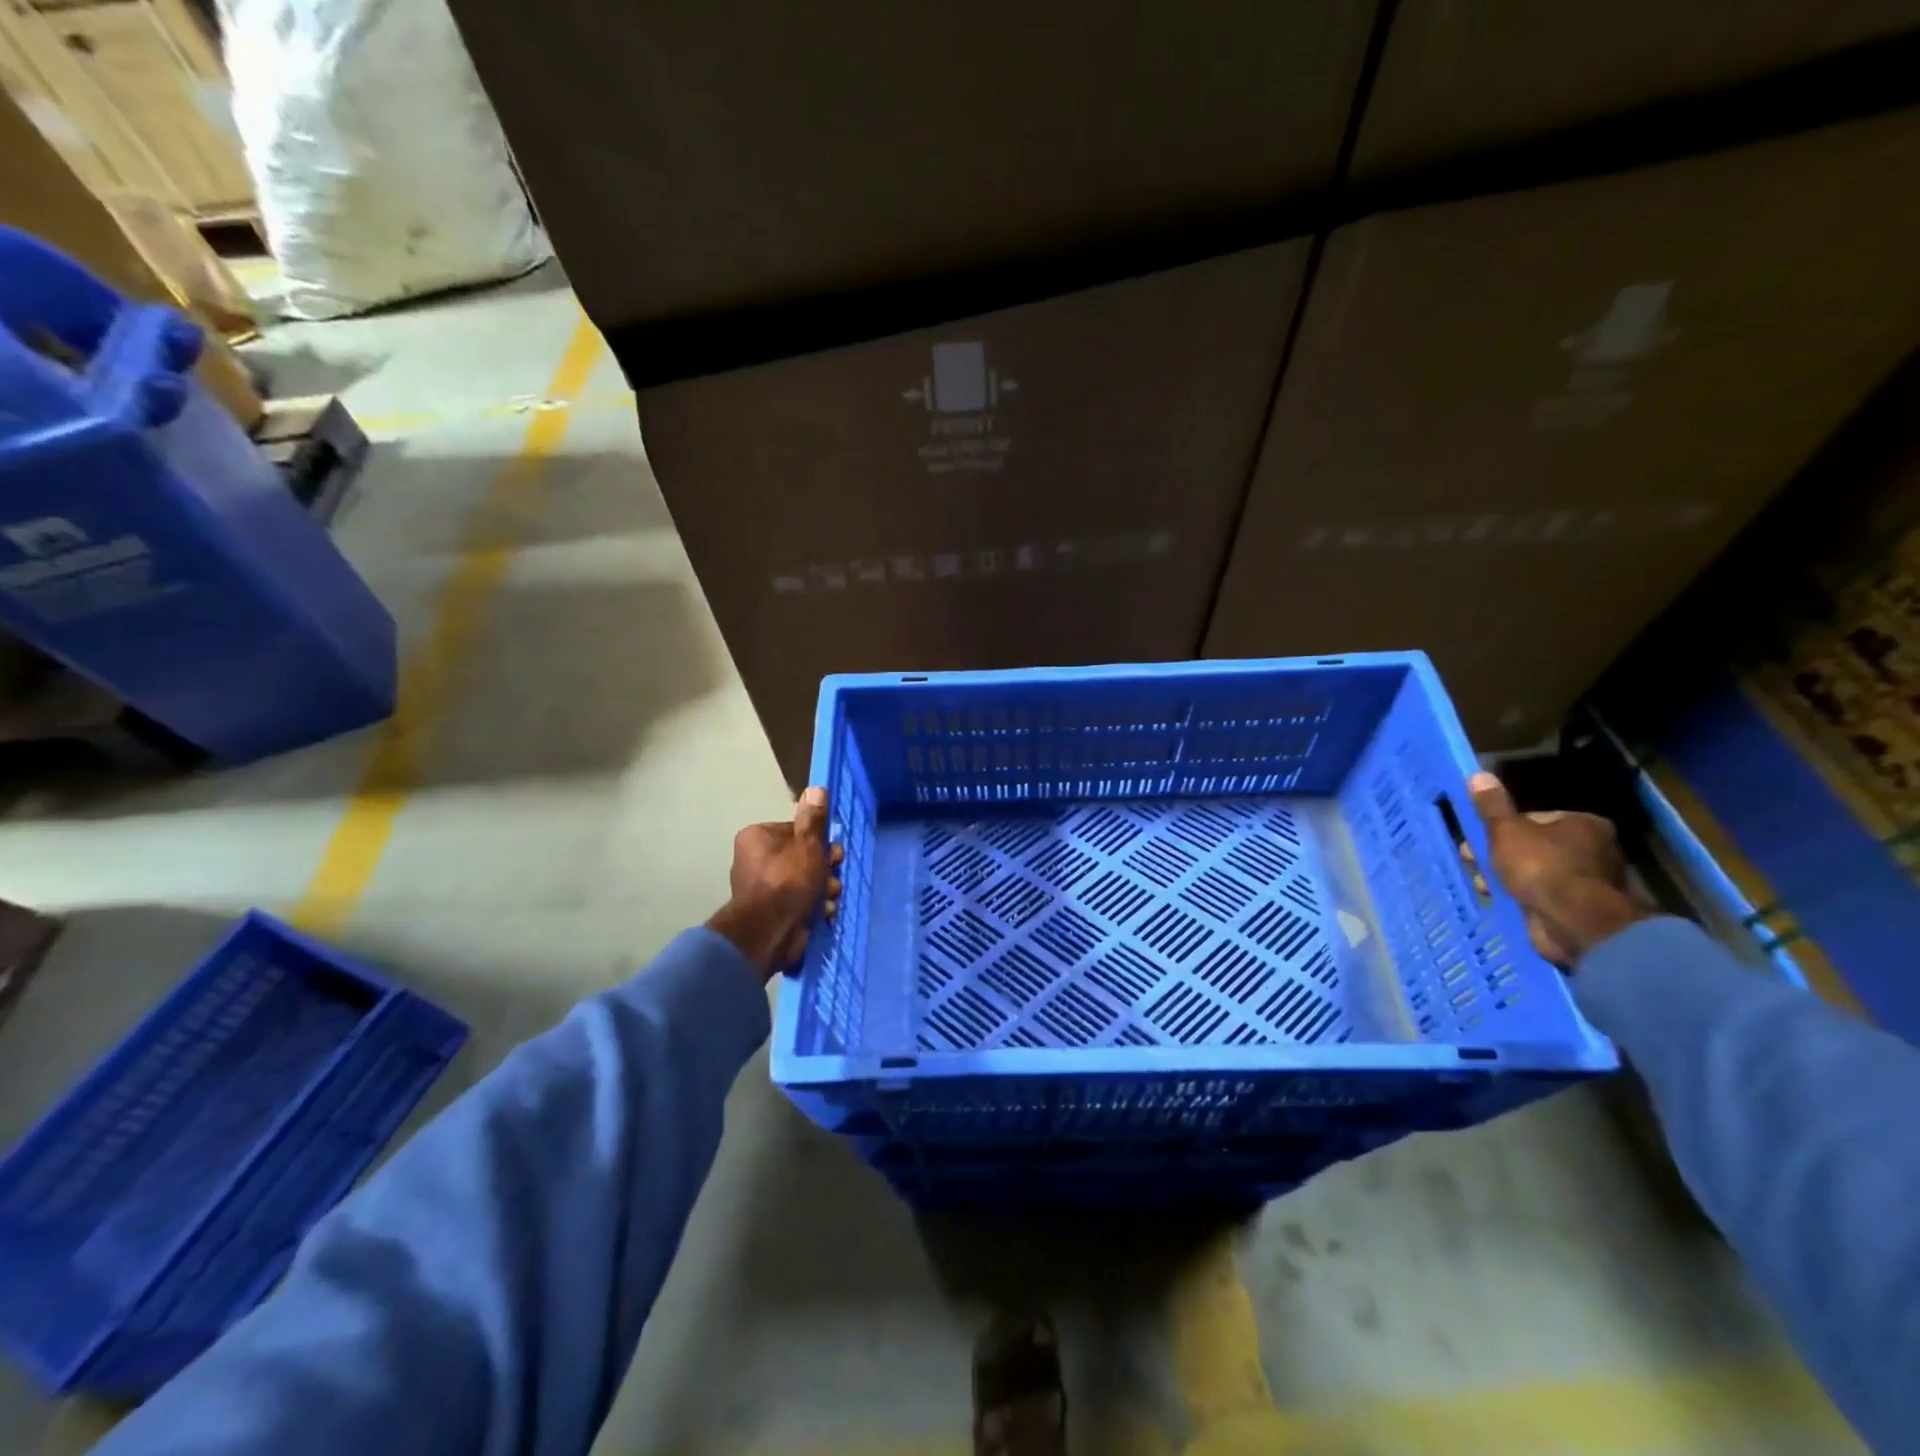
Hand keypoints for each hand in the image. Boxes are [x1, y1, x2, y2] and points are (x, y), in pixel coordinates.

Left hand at [706, 787, 843, 980]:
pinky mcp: (770, 912)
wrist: (770, 932)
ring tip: (830, 896)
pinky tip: (824, 912)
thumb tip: (816, 788)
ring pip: (803, 880)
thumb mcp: (808, 844)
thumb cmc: (789, 880)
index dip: (818, 841)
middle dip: (824, 867)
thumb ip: (814, 819)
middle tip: (835, 873)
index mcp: (757, 838)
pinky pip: (798, 901)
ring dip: (823, 888)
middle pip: (801, 856)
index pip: (795, 831)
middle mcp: (754, 860)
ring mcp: (761, 888)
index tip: (833, 852)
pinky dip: (813, 906)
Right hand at [1466, 772, 1654, 965]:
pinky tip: (1501, 902)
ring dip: (1507, 879)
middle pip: (1533, 846)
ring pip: (1535, 873)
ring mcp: (1589, 882)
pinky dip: (1521, 898)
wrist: (1572, 921)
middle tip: (1473, 863)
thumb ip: (1491, 807)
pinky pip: (1541, 897)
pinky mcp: (1580, 909)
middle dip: (1500, 856)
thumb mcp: (1505, 831)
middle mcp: (1594, 850)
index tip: (1477, 841)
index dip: (1501, 829)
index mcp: (1584, 824)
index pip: (1534, 819)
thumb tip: (1478, 775)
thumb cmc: (1540, 866)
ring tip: (1483, 886)